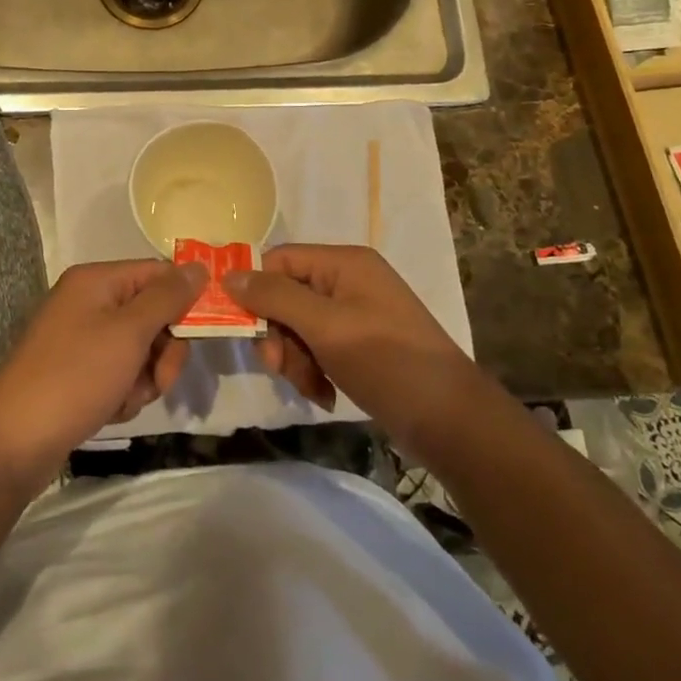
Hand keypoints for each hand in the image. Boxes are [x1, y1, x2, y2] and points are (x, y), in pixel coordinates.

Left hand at [0, 260, 204, 483]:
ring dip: (145, 378)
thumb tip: (199, 268)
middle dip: (163, 350)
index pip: (158, 273)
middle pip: (152, 313)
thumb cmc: (75, 376)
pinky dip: (124, 393)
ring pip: (140, 349)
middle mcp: (89, 301)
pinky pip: (120, 373)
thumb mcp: (129, 332)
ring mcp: (82, 338)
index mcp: (97, 280)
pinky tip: (110, 410)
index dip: (183, 299)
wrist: (13, 442)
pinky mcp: (78, 372)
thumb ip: (168, 297)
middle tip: (158, 378)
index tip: (204, 331)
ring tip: (125, 399)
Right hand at [224, 244, 483, 451]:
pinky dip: (314, 370)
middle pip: (287, 295)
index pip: (280, 260)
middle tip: (280, 369)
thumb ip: (276, 297)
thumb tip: (229, 274)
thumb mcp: (326, 326)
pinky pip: (320, 347)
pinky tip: (325, 395)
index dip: (257, 292)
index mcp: (344, 262)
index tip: (248, 333)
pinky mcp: (362, 344)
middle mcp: (349, 280)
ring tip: (312, 388)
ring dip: (295, 359)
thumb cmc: (386, 361)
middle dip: (279, 335)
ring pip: (299, 326)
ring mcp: (358, 313)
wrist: (450, 419)